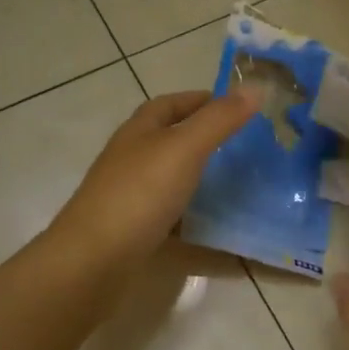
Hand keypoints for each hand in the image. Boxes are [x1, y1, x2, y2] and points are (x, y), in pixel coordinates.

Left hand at [49, 88, 256, 270]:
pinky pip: (173, 220)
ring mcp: (131, 198)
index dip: (200, 100)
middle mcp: (132, 161)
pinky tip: (221, 231)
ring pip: (172, 181)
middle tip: (247, 147)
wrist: (93, 262)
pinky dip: (197, 222)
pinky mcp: (136, 233)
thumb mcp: (184, 148)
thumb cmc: (139, 194)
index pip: (169, 104)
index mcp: (139, 132)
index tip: (237, 106)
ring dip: (202, 180)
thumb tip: (255, 87)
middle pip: (169, 141)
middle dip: (204, 140)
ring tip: (242, 185)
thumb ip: (219, 120)